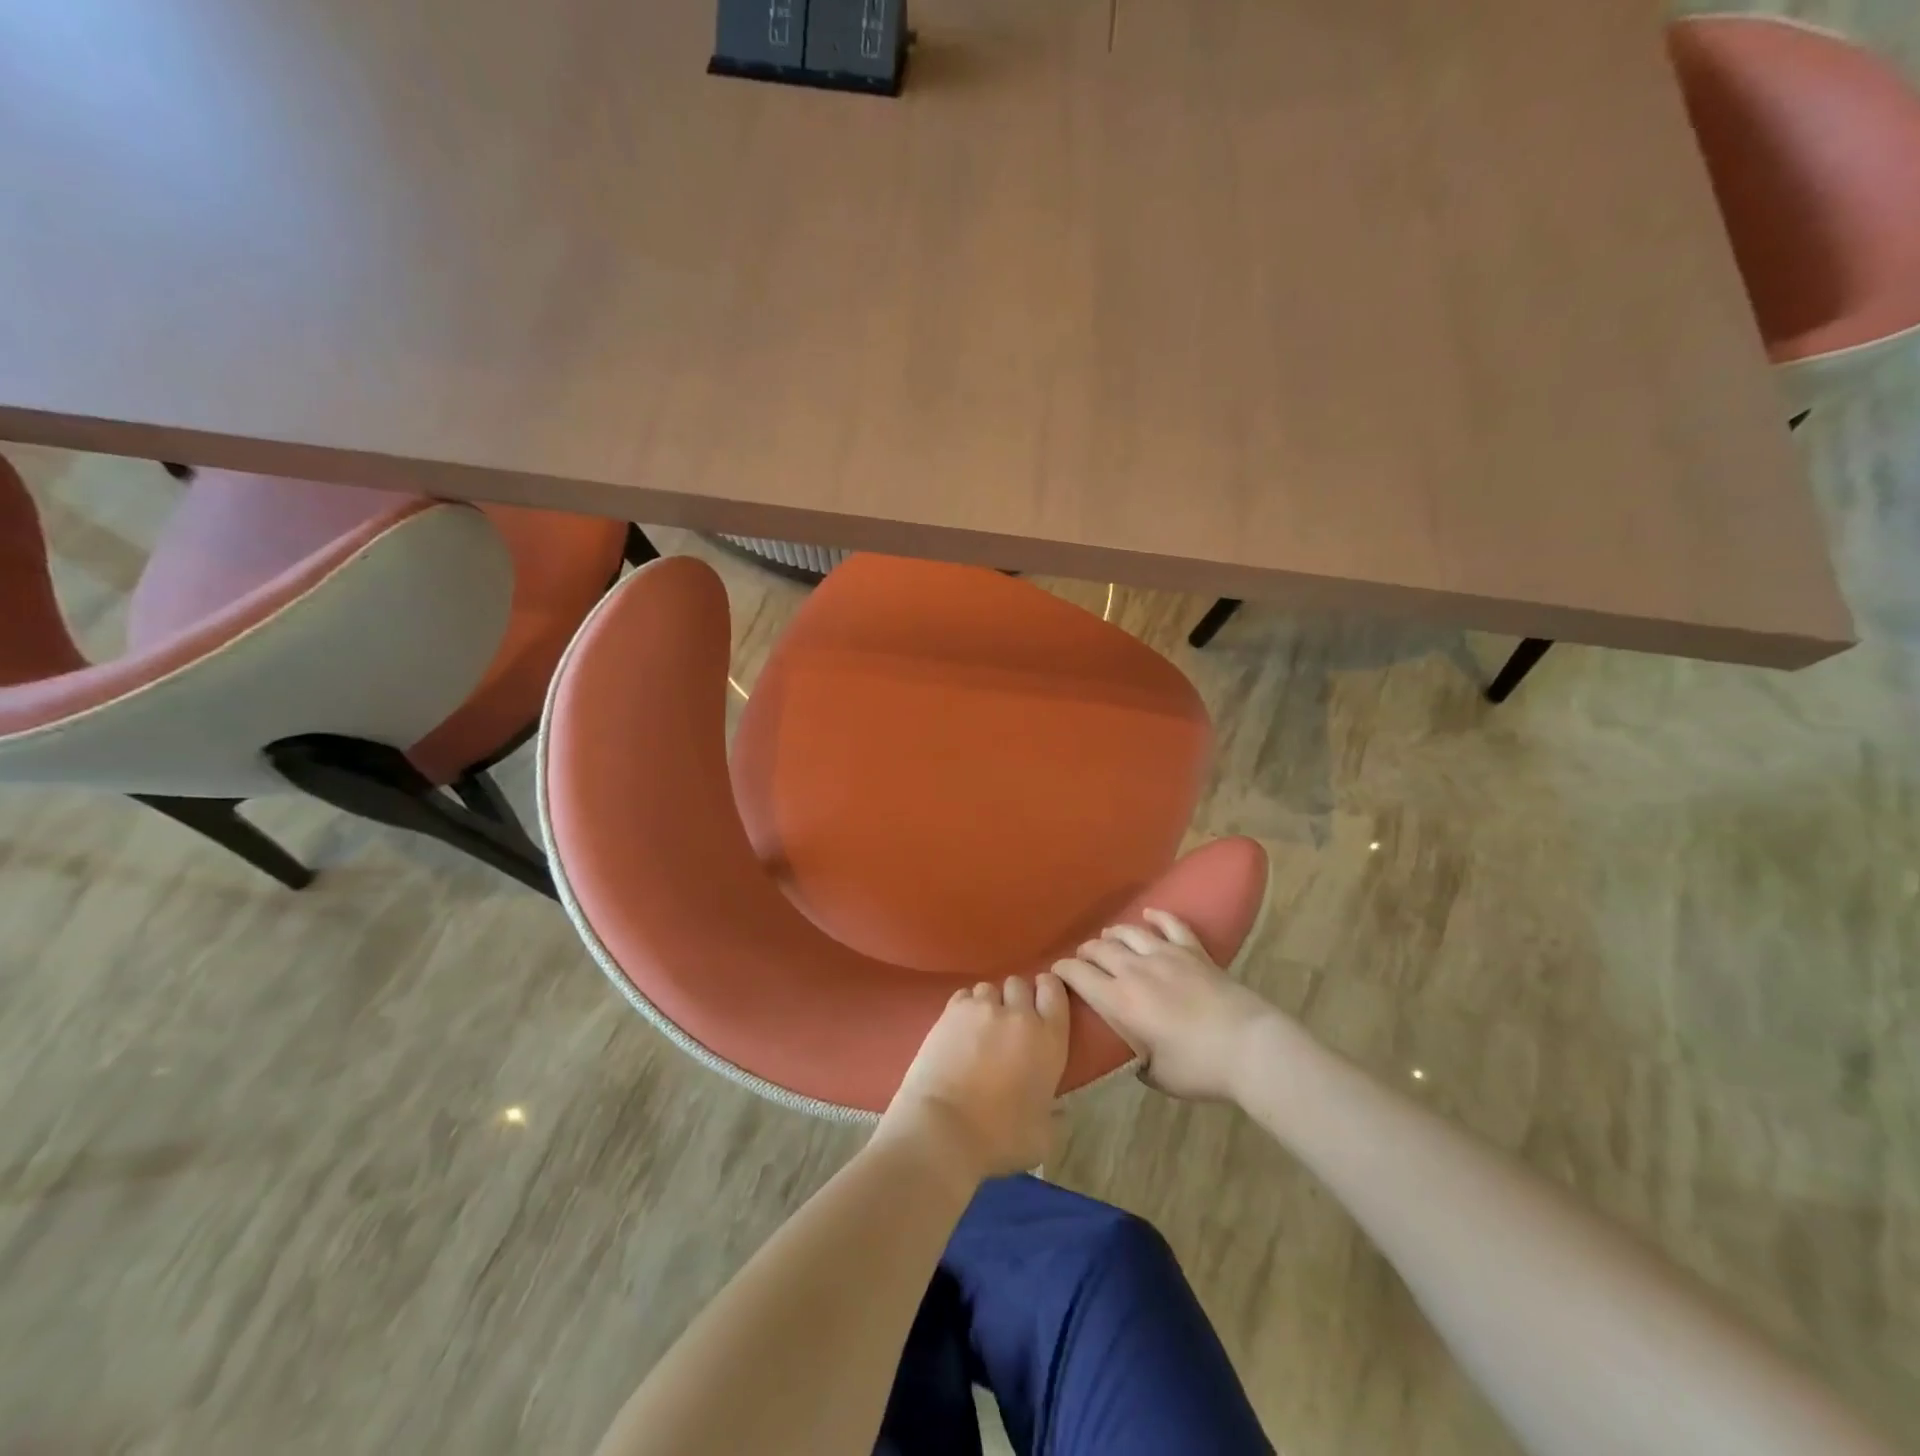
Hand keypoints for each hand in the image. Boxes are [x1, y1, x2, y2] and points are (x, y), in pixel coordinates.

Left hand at [878, 973, 1070, 1185]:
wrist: (943, 1128)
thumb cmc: (1000, 1137)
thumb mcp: (1044, 1137)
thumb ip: (1056, 1116)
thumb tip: (1060, 1111)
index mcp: (1049, 1039)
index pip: (1054, 990)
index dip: (1047, 990)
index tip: (1041, 1003)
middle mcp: (1018, 1014)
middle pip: (1020, 983)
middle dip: (1016, 998)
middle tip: (1009, 1023)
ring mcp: (982, 1008)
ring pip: (989, 988)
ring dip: (989, 1003)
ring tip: (980, 1027)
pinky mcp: (951, 1011)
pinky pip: (964, 996)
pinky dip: (964, 1007)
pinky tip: (959, 1029)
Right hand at [1051, 910, 1279, 1101]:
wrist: (1250, 1048)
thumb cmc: (1200, 1068)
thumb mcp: (1157, 1075)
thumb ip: (1137, 1061)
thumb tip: (1134, 1053)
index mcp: (1120, 1001)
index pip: (1079, 975)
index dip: (1062, 971)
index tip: (1055, 972)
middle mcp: (1136, 970)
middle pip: (1100, 949)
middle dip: (1085, 952)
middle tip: (1082, 959)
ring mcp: (1166, 955)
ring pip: (1129, 933)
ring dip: (1114, 934)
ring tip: (1107, 937)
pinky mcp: (1194, 951)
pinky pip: (1171, 924)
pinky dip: (1157, 916)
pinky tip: (1149, 914)